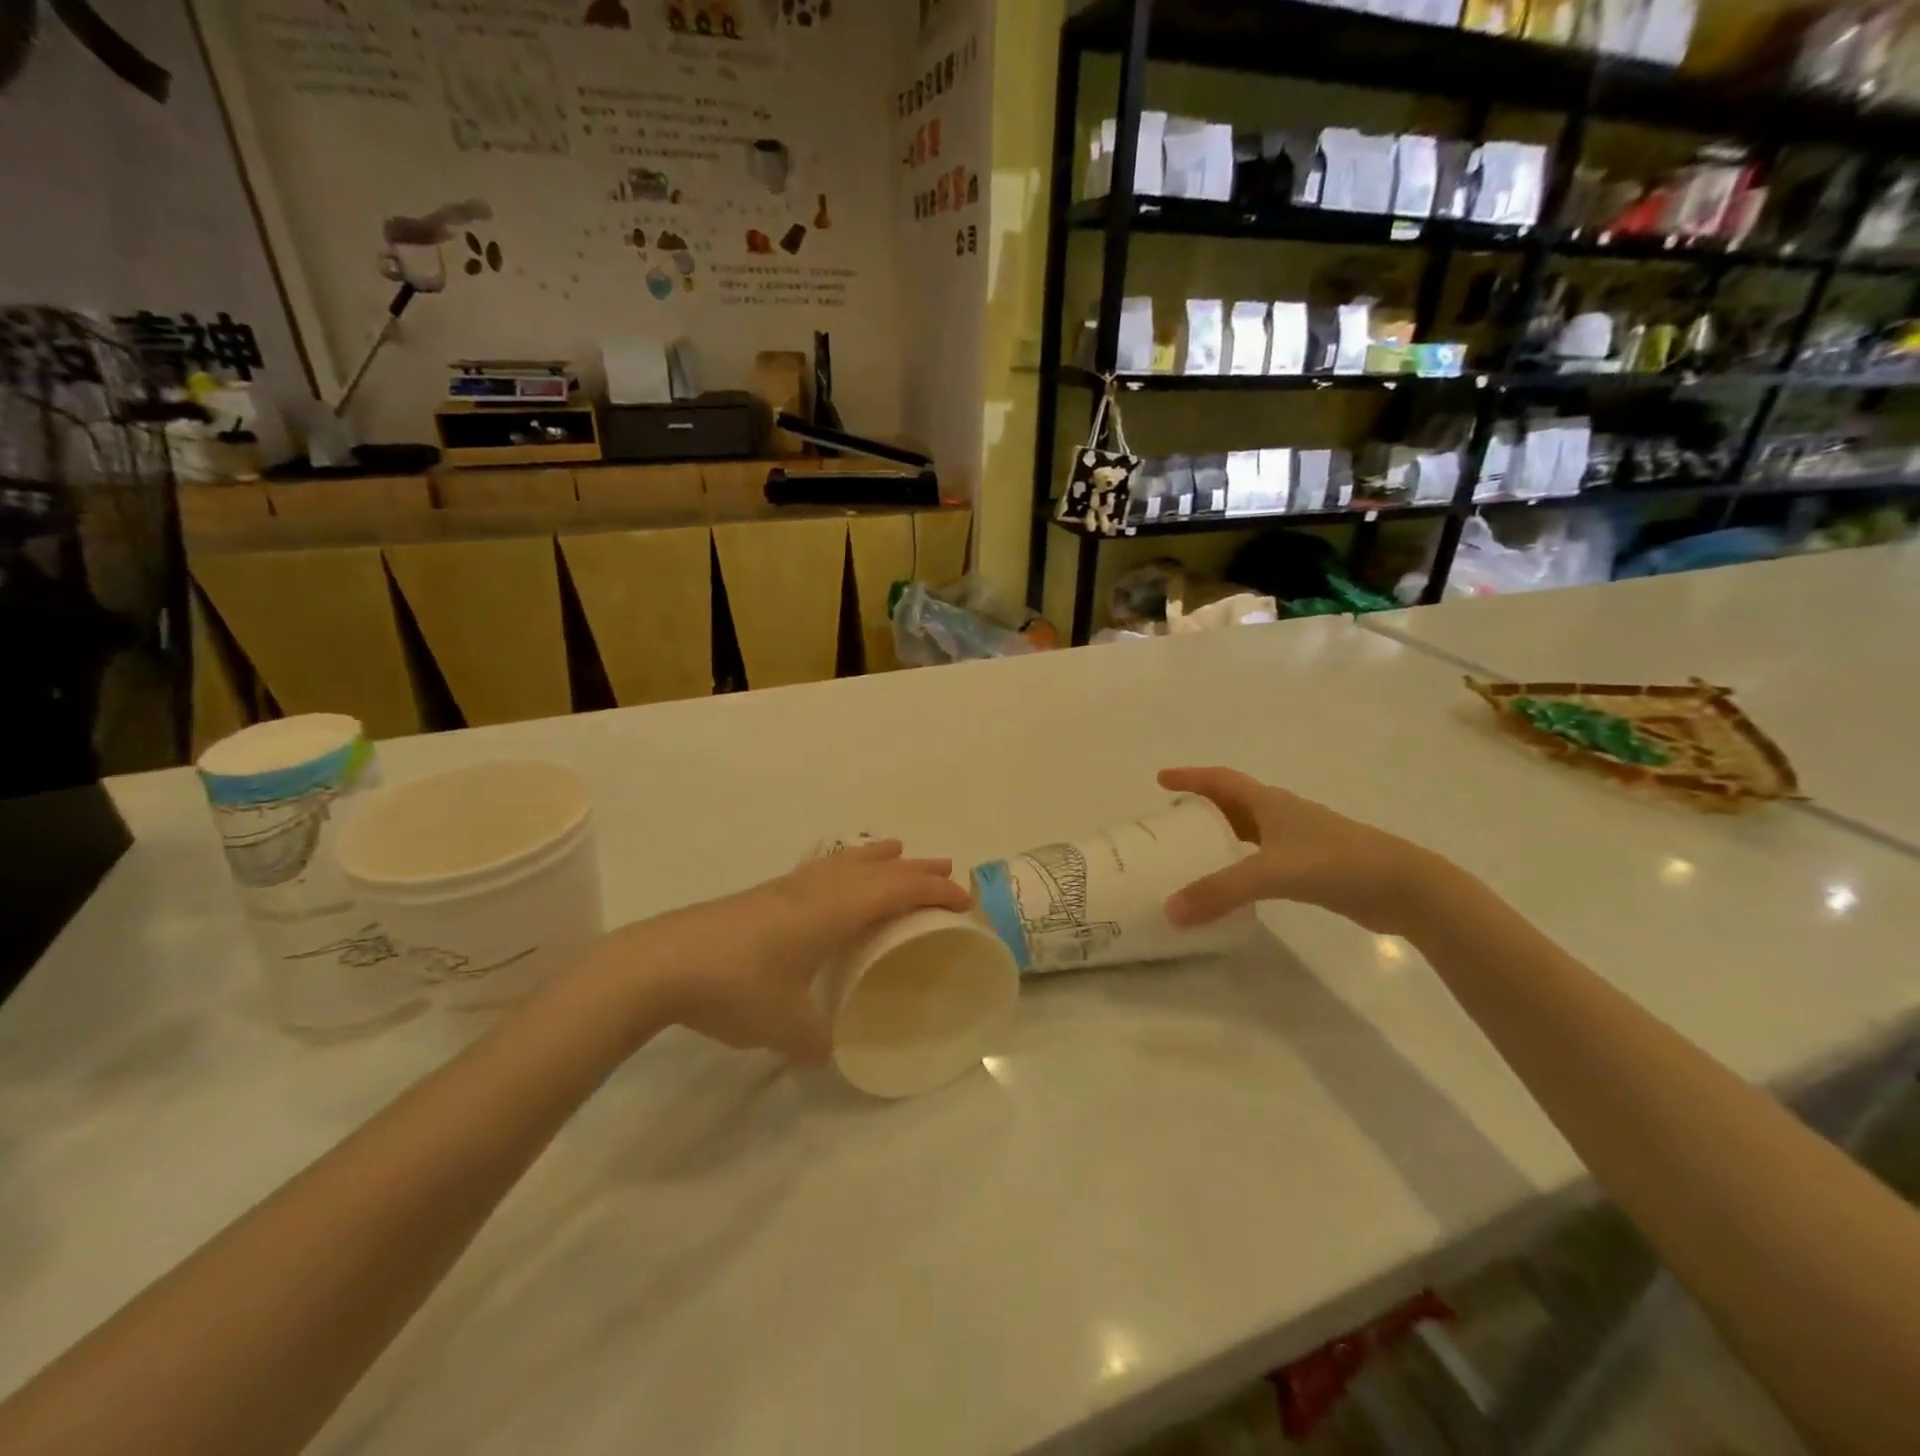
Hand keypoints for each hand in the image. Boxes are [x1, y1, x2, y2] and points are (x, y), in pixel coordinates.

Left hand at [587, 840, 972, 1063]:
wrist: (661, 962)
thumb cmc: (735, 987)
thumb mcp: (785, 1027)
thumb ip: (817, 1041)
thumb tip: (829, 1051)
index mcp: (834, 912)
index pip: (898, 891)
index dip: (934, 893)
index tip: (963, 902)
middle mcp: (817, 890)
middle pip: (879, 868)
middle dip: (916, 870)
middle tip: (946, 871)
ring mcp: (788, 887)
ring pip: (848, 860)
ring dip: (880, 858)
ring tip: (899, 853)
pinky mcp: (764, 894)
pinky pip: (823, 868)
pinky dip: (847, 865)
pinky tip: (835, 879)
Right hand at [1159, 767, 1437, 935]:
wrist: (1405, 888)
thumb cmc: (1337, 863)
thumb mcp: (1272, 873)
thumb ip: (1219, 891)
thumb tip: (1169, 911)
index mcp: (1270, 803)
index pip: (1221, 780)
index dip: (1190, 777)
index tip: (1161, 779)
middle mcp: (1282, 815)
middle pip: (1233, 803)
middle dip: (1201, 806)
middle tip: (1171, 821)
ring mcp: (1299, 841)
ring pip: (1249, 831)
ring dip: (1221, 835)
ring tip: (1192, 852)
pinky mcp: (1311, 867)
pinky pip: (1263, 857)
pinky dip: (1241, 863)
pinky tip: (1233, 884)